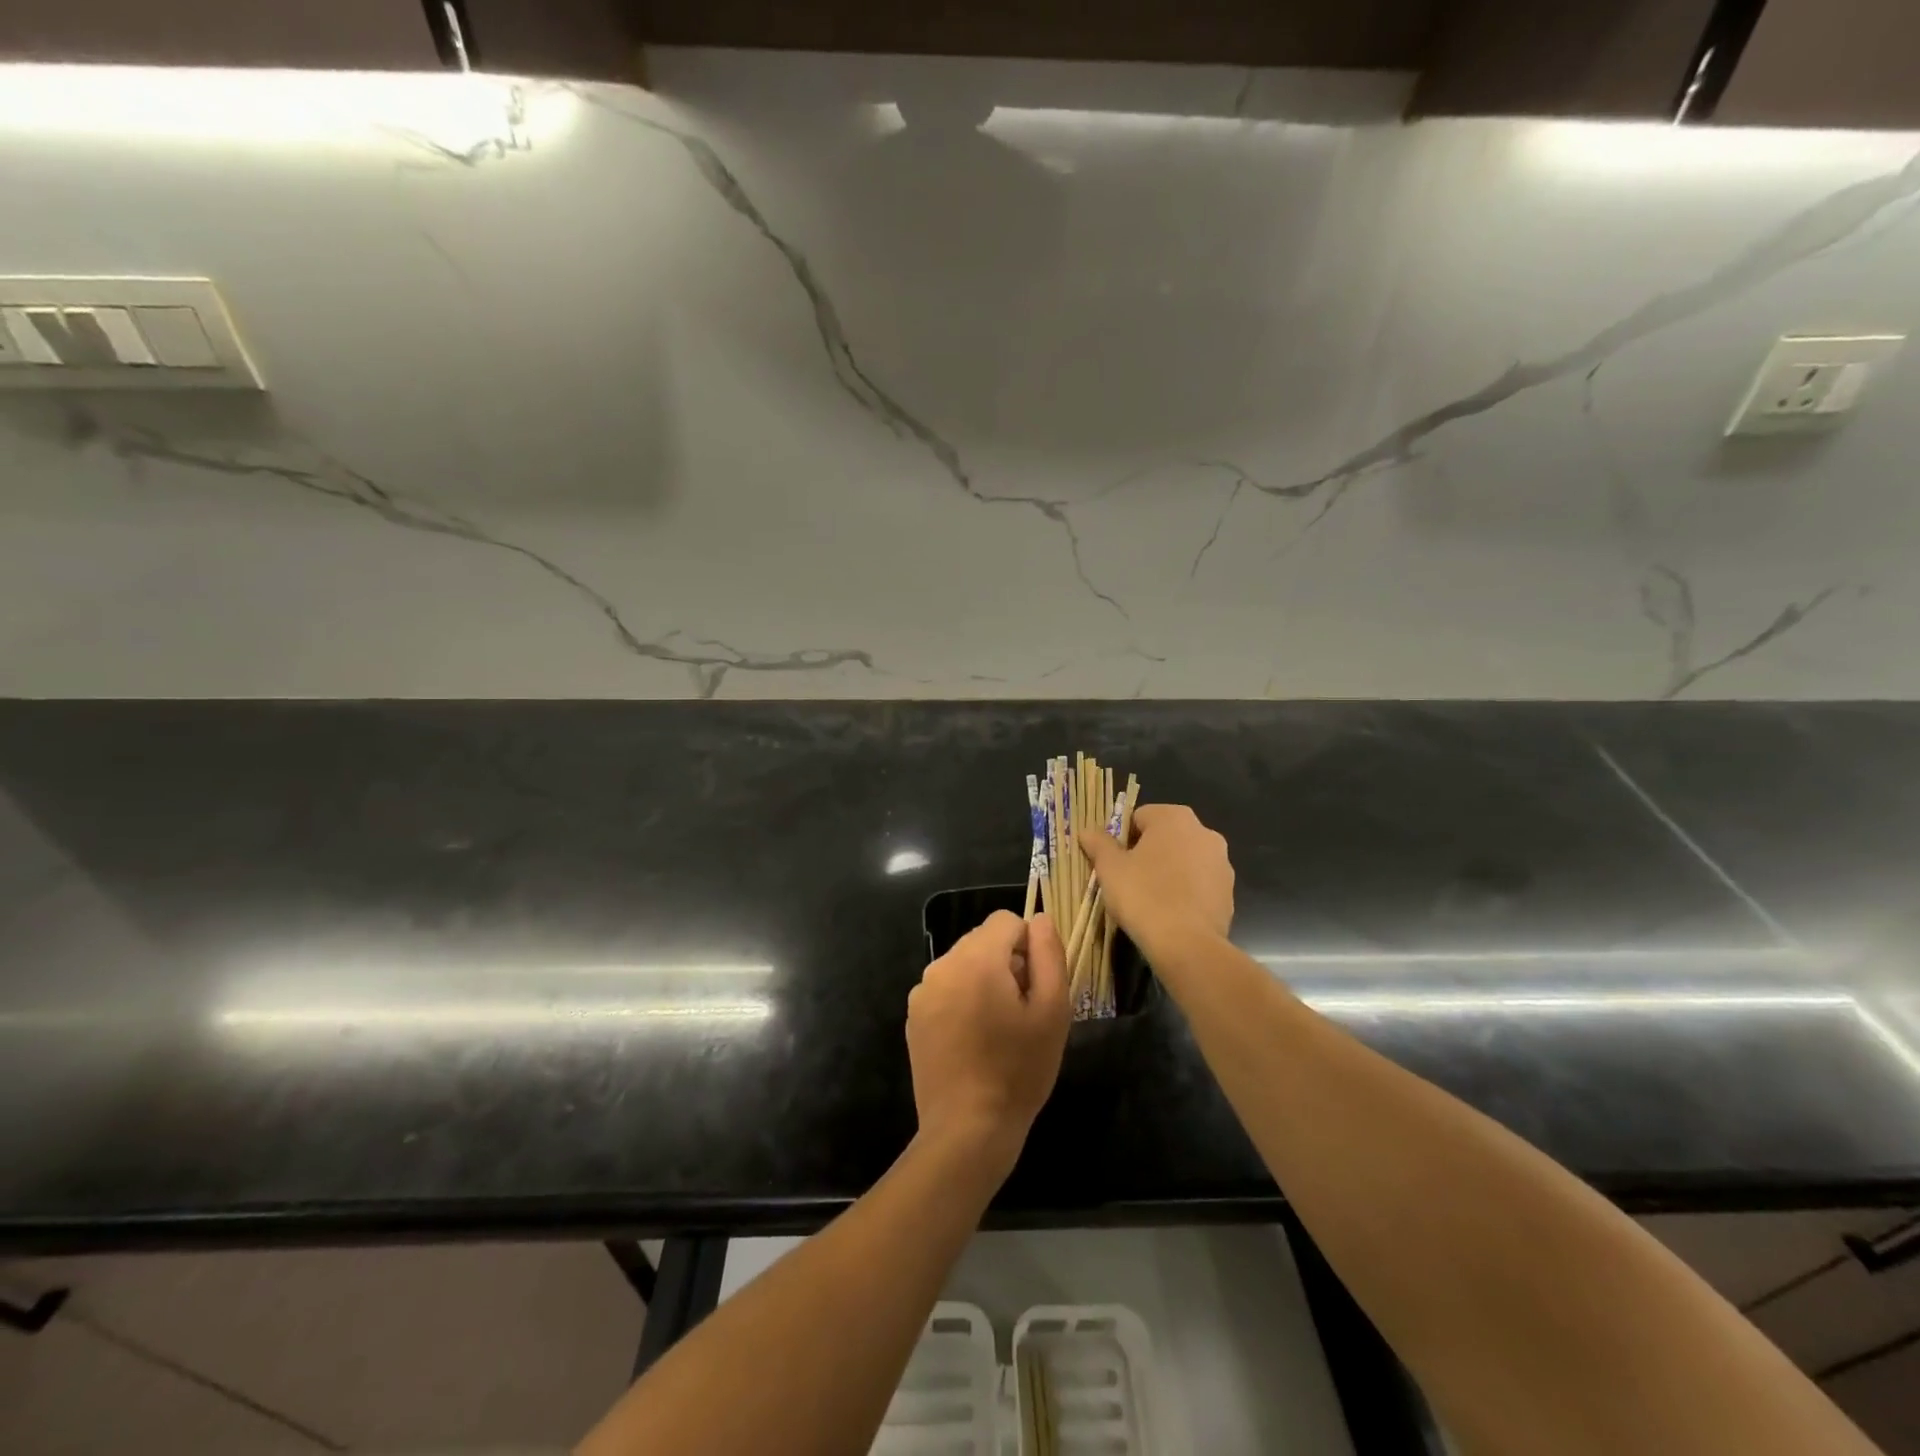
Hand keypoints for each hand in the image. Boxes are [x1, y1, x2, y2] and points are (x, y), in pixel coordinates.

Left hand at [907, 911, 1069, 1165]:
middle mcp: (942, 964)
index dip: (1029, 946)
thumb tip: (1042, 919)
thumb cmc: (1019, 1069)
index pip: (1006, 921)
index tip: (1034, 986)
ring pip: (963, 963)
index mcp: (977, 958)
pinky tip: (972, 1040)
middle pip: (982, 940)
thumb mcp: (1053, 1011)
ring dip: (982, 981)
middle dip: (1005, 963)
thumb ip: (1049, 954)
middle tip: (1020, 1011)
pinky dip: (961, 1000)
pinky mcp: (913, 1015)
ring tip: (996, 1028)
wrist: (967, 1128)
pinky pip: (945, 988)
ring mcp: (922, 990)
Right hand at [1078, 803, 1233, 954]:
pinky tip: (1170, 912)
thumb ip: (1098, 844)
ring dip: (1167, 871)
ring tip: (1149, 899)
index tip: (1112, 862)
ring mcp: (1221, 862)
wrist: (1187, 945)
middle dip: (1146, 853)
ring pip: (1184, 859)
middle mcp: (1204, 832)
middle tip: (1127, 879)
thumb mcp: (1109, 868)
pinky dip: (1185, 891)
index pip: (1139, 817)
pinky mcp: (1229, 891)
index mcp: (1174, 817)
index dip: (1121, 838)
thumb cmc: (1143, 896)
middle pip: (1164, 836)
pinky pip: (1199, 883)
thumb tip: (1087, 831)